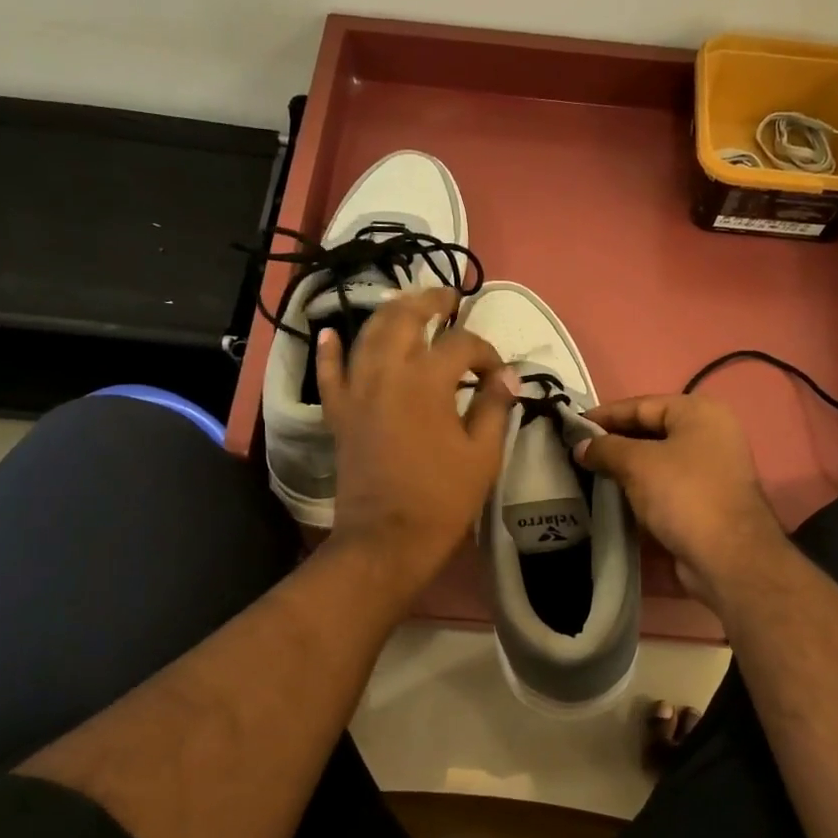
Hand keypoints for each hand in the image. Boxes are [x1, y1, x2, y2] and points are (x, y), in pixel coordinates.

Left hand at [316, 288, 516, 597]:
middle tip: (449, 298)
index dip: (486, 353)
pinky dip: (330, 350)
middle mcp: (386, 372)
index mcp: (427, 380)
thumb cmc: (441, 498)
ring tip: (407, 305)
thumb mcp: (483, 455)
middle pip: (405, 318)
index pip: (462, 345)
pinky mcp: (339, 413)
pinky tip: (331, 332)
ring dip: (389, 313)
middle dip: (430, 302)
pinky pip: (329, 373)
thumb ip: (495, 407)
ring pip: (367, 334)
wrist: (386, 539)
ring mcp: (357, 391)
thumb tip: (508, 376)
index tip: (499, 375)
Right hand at [575, 393, 786, 609]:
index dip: (604, 415)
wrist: (727, 557)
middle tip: (575, 452)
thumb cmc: (684, 495)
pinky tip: (611, 499)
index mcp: (698, 412)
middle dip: (612, 443)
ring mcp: (710, 471)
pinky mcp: (704, 502)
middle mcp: (709, 435)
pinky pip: (663, 488)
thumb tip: (581, 447)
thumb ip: (605, 449)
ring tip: (586, 475)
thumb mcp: (637, 463)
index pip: (641, 405)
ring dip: (624, 470)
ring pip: (655, 463)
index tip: (571, 426)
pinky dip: (638, 491)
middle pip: (649, 432)